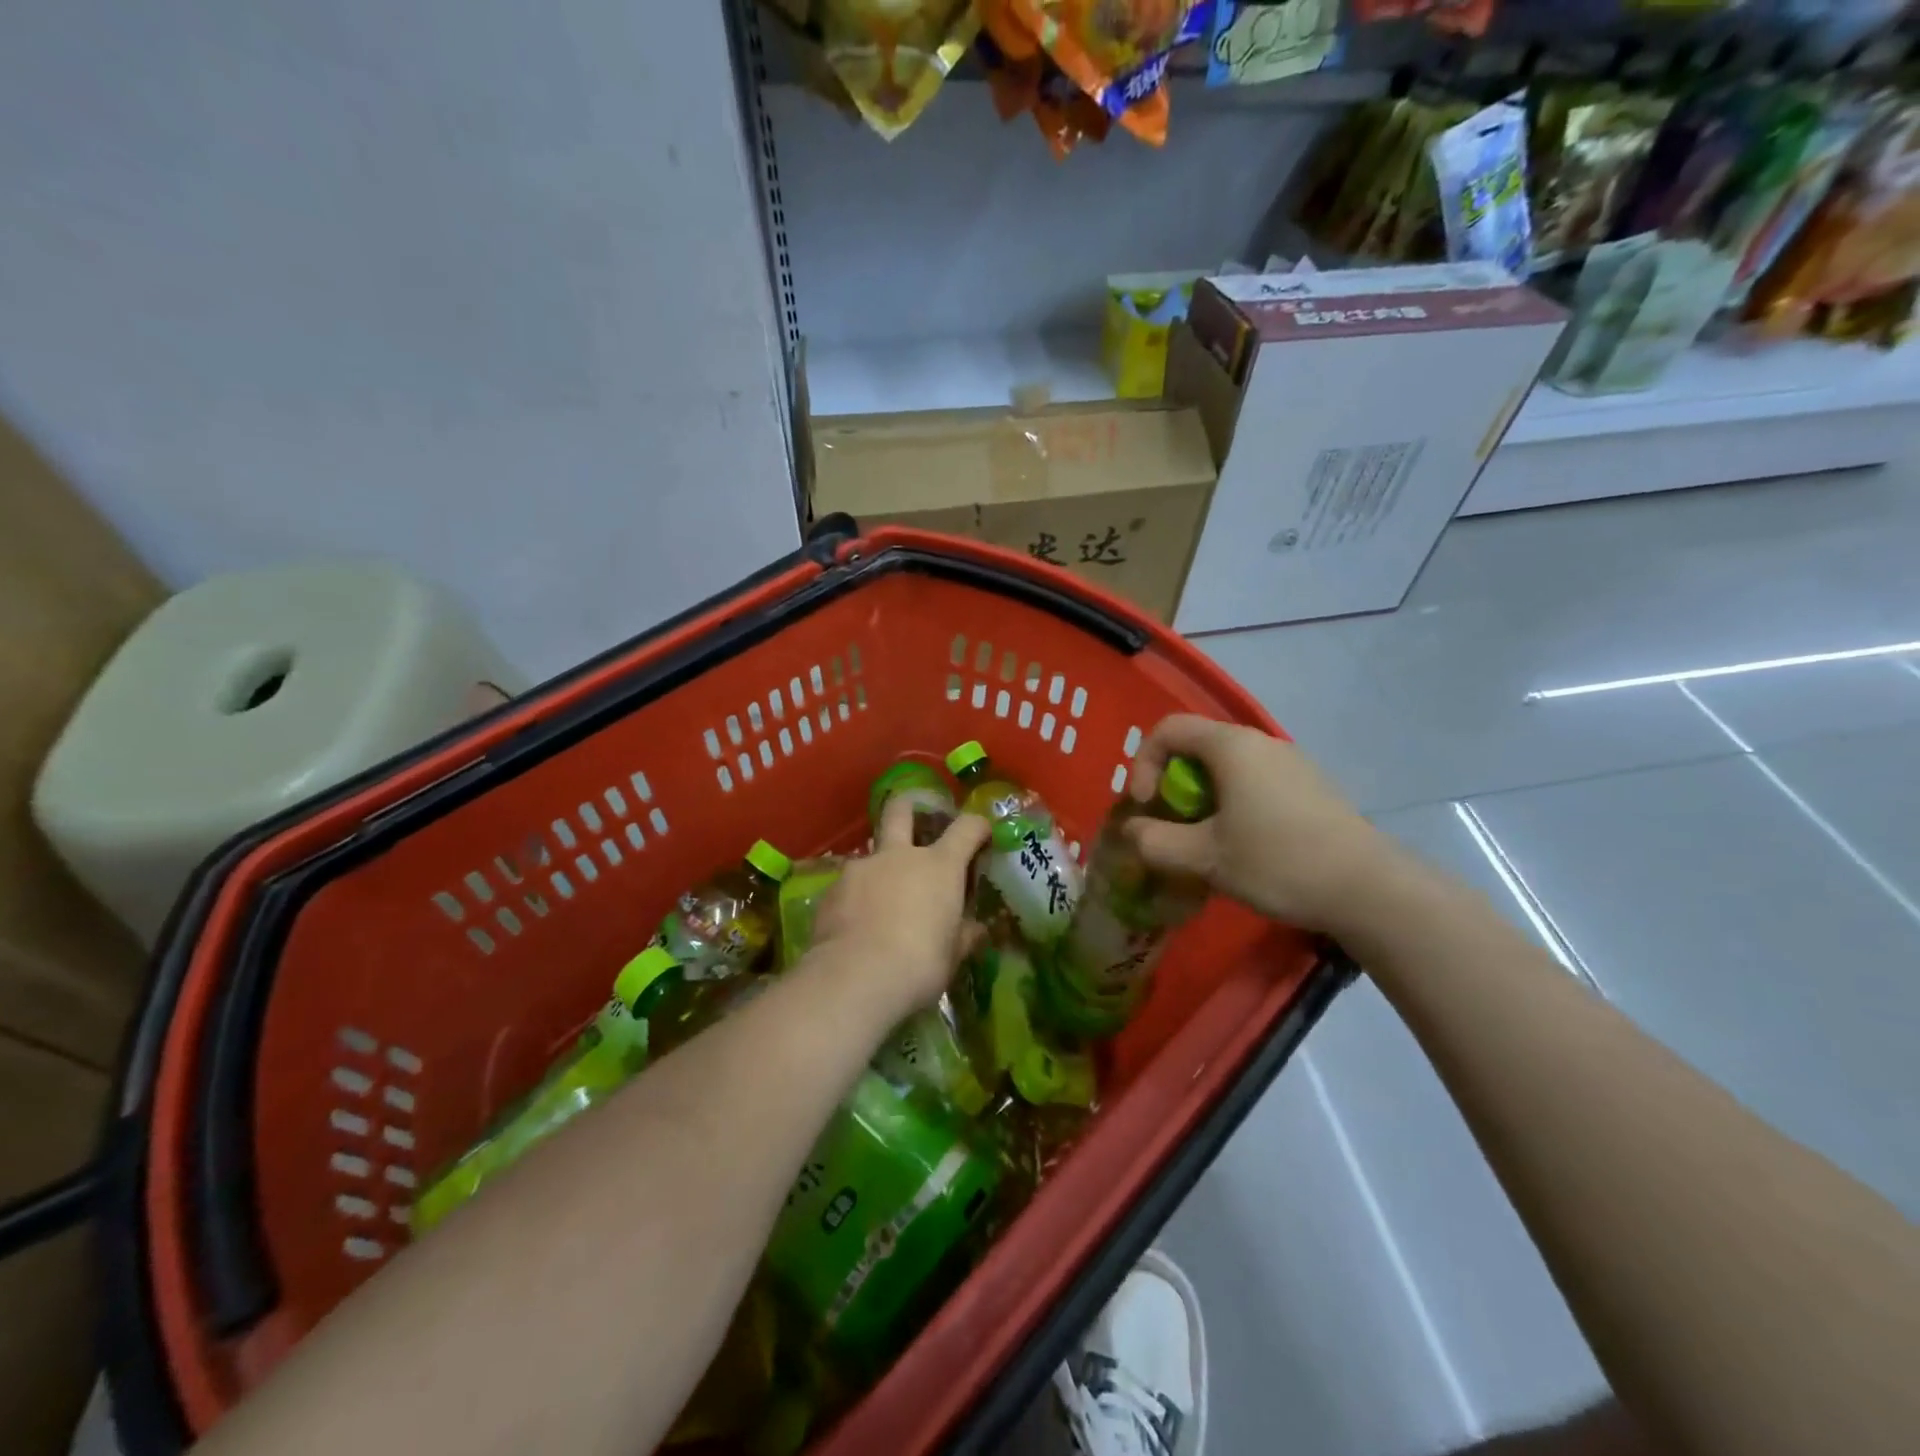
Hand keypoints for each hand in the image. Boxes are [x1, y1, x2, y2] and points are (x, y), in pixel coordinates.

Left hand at [808, 795, 989, 1027]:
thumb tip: (976, 930)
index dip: (977, 826)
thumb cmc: (919, 964)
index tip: (982, 833)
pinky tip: (856, 924)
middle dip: (909, 806)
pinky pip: (849, 886)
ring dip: (880, 867)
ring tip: (882, 899)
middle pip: (901, 809)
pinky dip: (856, 898)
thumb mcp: (952, 956)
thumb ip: (964, 936)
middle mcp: (900, 856)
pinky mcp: (831, 890)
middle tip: (915, 820)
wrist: (854, 978)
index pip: (966, 828)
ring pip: (872, 852)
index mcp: (939, 866)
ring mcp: (861, 868)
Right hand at [1126, 714, 1398, 936]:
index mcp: (1231, 746)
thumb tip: (1132, 830)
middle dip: (1172, 786)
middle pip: (1197, 747)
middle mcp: (1261, 743)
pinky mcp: (1310, 787)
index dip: (1143, 763)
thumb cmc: (1278, 862)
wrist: (1369, 888)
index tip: (1147, 805)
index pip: (1168, 729)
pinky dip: (1233, 804)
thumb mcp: (1205, 857)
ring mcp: (1291, 763)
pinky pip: (1255, 782)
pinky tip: (1246, 847)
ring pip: (1227, 768)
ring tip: (1206, 843)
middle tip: (1172, 828)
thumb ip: (1156, 841)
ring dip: (1202, 799)